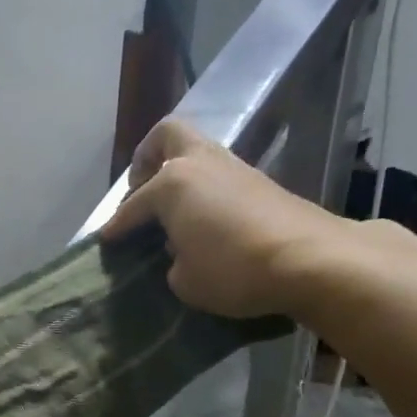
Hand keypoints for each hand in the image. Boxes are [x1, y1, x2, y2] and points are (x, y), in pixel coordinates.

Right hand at [100, 119, 351, 318]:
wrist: (309, 259)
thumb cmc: (233, 268)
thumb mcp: (185, 280)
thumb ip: (172, 261)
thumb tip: (180, 250)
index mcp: (172, 183)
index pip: (133, 205)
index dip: (116, 225)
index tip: (106, 239)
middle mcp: (199, 163)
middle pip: (167, 136)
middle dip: (148, 158)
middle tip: (141, 190)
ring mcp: (233, 168)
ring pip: (196, 154)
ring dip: (179, 175)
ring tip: (171, 212)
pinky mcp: (260, 182)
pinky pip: (217, 176)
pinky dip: (203, 191)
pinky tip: (203, 221)